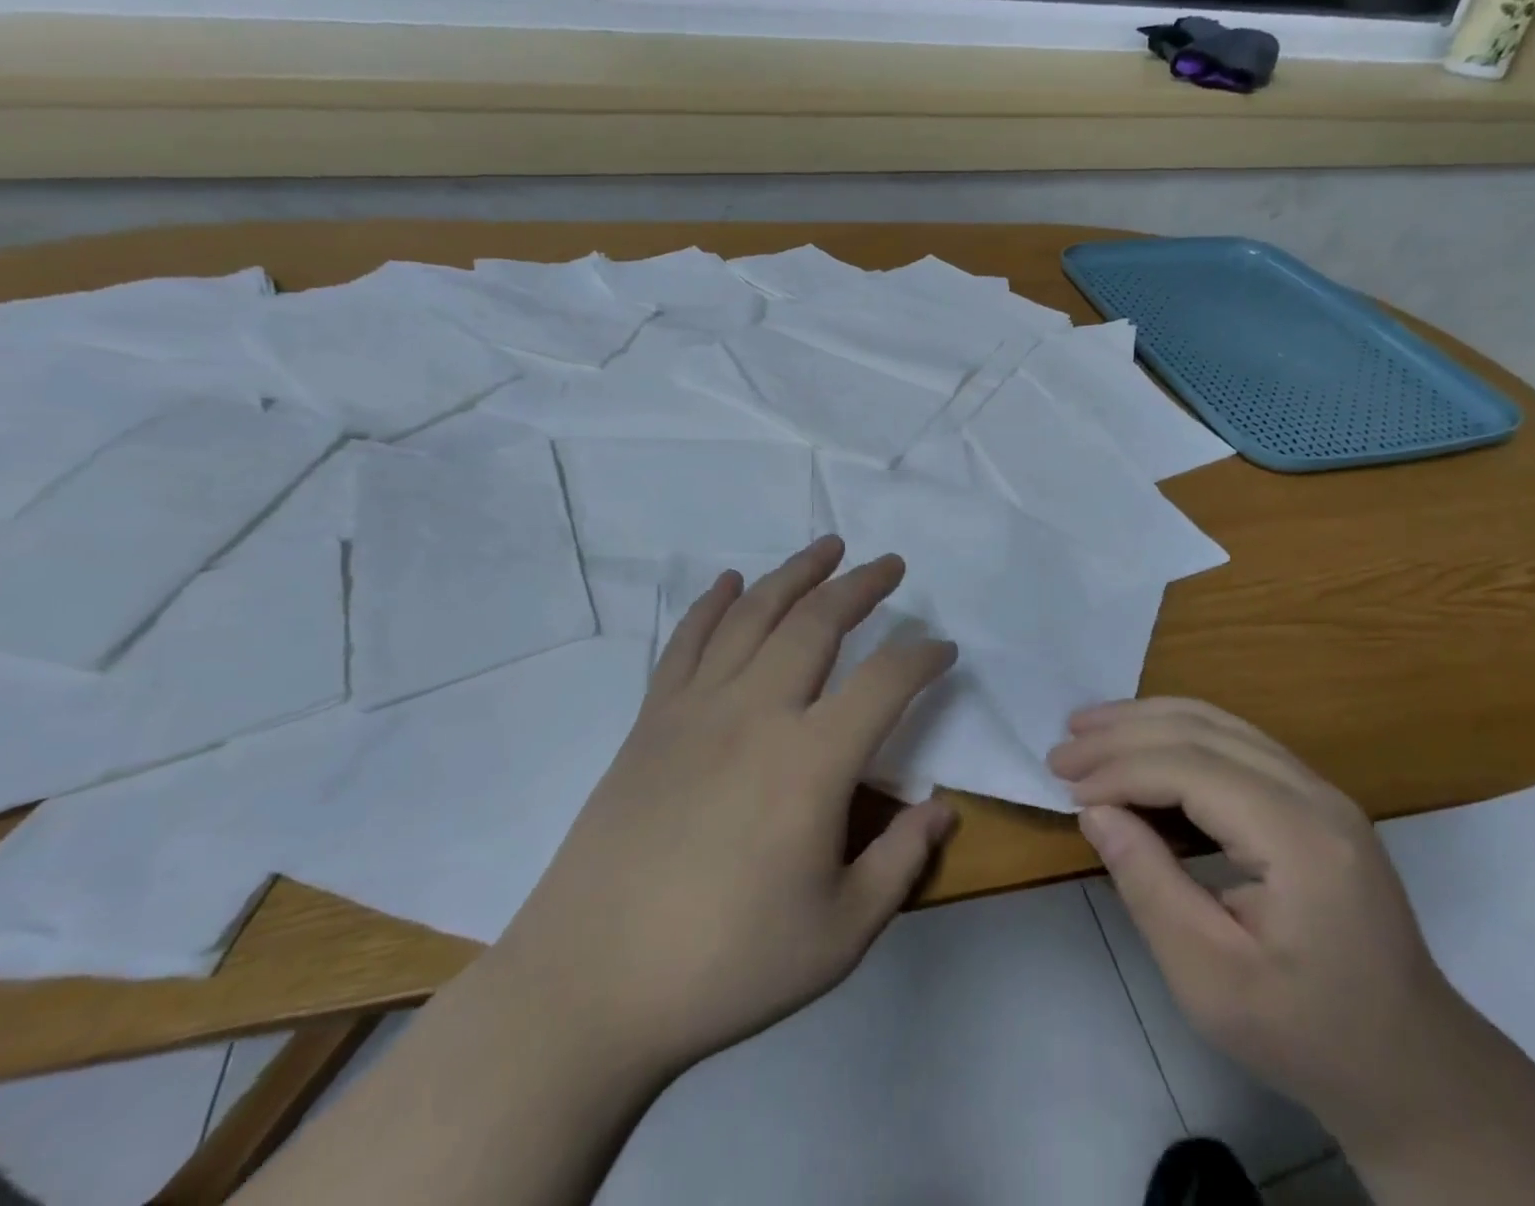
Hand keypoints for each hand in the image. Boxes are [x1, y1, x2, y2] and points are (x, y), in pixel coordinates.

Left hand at [495, 535, 957, 1079]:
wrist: (590, 987)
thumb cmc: (726, 966)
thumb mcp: (840, 934)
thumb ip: (901, 862)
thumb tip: (943, 807)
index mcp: (812, 762)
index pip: (885, 682)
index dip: (923, 657)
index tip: (944, 649)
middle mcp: (757, 713)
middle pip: (818, 623)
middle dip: (861, 586)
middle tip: (889, 564)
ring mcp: (697, 709)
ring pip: (754, 615)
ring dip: (794, 573)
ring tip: (826, 546)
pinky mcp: (652, 720)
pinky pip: (687, 642)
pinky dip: (712, 603)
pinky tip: (730, 581)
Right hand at [1048, 698, 1475, 1141]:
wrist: (1409, 1065)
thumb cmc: (1305, 1033)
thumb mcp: (1210, 980)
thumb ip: (1148, 885)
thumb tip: (1094, 811)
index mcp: (1300, 839)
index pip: (1191, 769)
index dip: (1121, 770)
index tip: (1066, 787)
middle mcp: (1315, 793)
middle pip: (1203, 730)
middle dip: (1123, 733)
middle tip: (1062, 748)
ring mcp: (1319, 790)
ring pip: (1218, 722)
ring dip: (1146, 720)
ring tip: (1088, 728)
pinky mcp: (1312, 798)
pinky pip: (1234, 741)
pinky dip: (1176, 735)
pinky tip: (1141, 745)